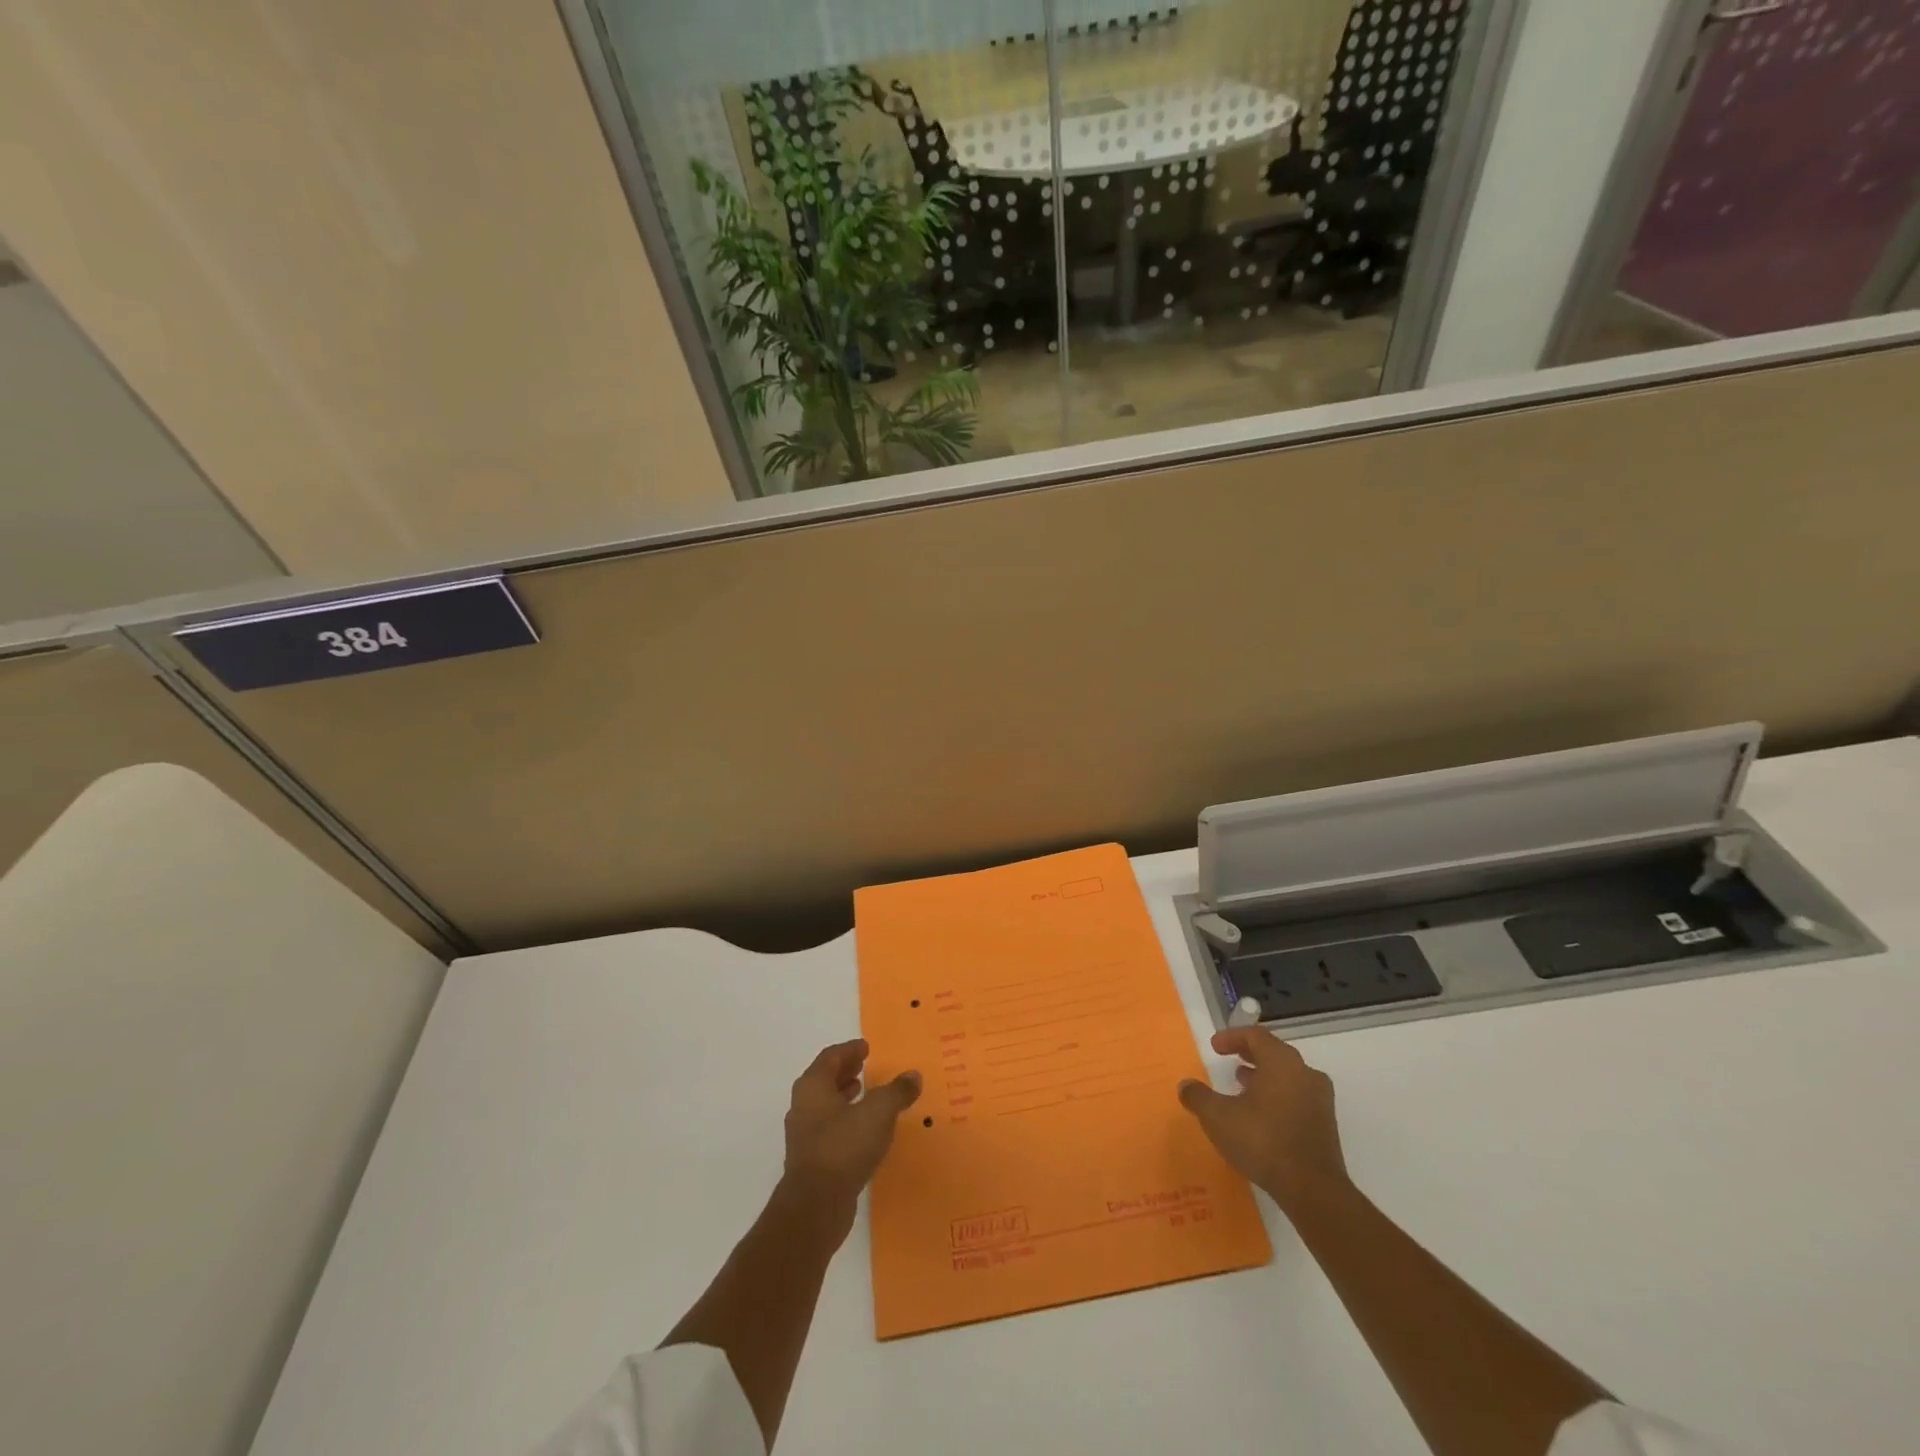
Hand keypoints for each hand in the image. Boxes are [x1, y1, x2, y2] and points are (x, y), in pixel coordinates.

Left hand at [781, 1040, 921, 1221]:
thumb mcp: (879, 1113)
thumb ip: (897, 1091)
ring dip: (844, 1097)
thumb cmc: (844, 1146)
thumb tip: (913, 1075)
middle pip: (824, 1080)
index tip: (866, 1048)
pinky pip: (829, 1130)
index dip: (849, 1050)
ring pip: (825, 1106)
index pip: (830, 1057)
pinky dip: (845, 1121)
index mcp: (813, 1086)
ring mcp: (804, 1135)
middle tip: (865, 1066)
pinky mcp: (811, 1161)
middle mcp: (803, 1106)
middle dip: (845, 1071)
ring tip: (866, 1094)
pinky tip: (864, 1130)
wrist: (816, 1206)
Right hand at [1178, 1028, 1348, 1210]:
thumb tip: (1186, 1086)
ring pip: (1288, 1076)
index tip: (1214, 1047)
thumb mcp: (1218, 1117)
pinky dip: (1277, 1096)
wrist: (1313, 1190)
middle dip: (1249, 1055)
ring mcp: (1319, 1100)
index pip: (1255, 1036)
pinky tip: (1261, 1116)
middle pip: (1274, 1053)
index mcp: (1281, 1062)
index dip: (1232, 1037)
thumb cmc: (1263, 1141)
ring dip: (1264, 1077)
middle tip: (1230, 1061)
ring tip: (1242, 1088)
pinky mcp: (1325, 1125)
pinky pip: (1297, 1097)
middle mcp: (1305, 1073)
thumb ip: (1199, 1097)